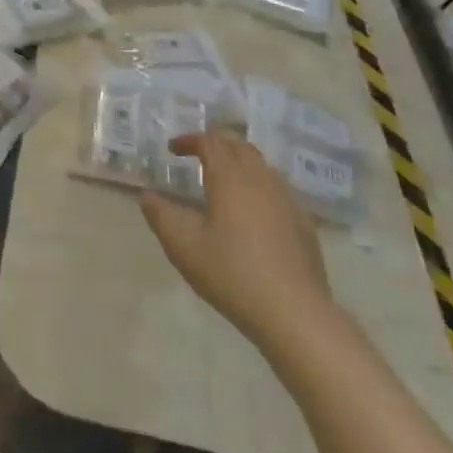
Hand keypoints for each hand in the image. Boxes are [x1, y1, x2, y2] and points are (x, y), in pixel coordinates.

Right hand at [141, 132, 331, 344]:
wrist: (294, 312)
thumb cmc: (232, 273)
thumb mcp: (183, 246)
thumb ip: (161, 215)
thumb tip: (148, 196)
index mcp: (231, 178)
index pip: (211, 141)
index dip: (190, 140)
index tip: (173, 150)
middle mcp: (261, 179)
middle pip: (239, 146)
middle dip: (216, 145)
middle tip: (197, 157)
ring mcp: (287, 199)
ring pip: (261, 165)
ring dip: (239, 163)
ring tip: (223, 182)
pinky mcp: (303, 222)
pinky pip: (277, 189)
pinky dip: (258, 186)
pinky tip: (252, 213)